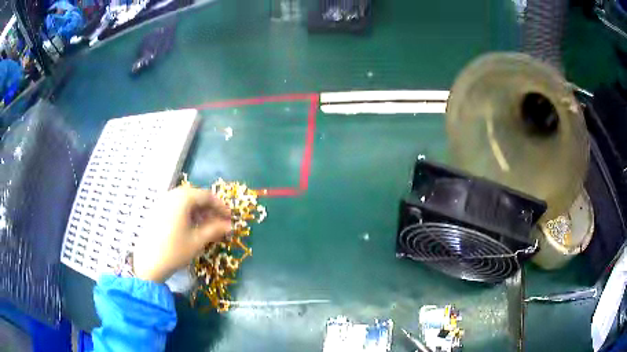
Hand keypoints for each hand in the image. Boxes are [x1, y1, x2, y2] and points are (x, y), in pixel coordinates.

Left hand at [133, 186, 230, 282]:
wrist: (148, 262)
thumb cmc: (175, 250)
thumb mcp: (197, 240)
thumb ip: (214, 229)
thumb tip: (229, 225)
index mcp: (182, 199)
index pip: (207, 196)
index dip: (220, 206)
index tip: (229, 218)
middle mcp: (171, 195)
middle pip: (195, 196)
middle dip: (209, 208)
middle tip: (219, 222)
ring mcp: (162, 202)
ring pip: (185, 201)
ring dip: (198, 211)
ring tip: (207, 226)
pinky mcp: (156, 211)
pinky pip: (175, 206)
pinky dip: (187, 213)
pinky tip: (191, 226)